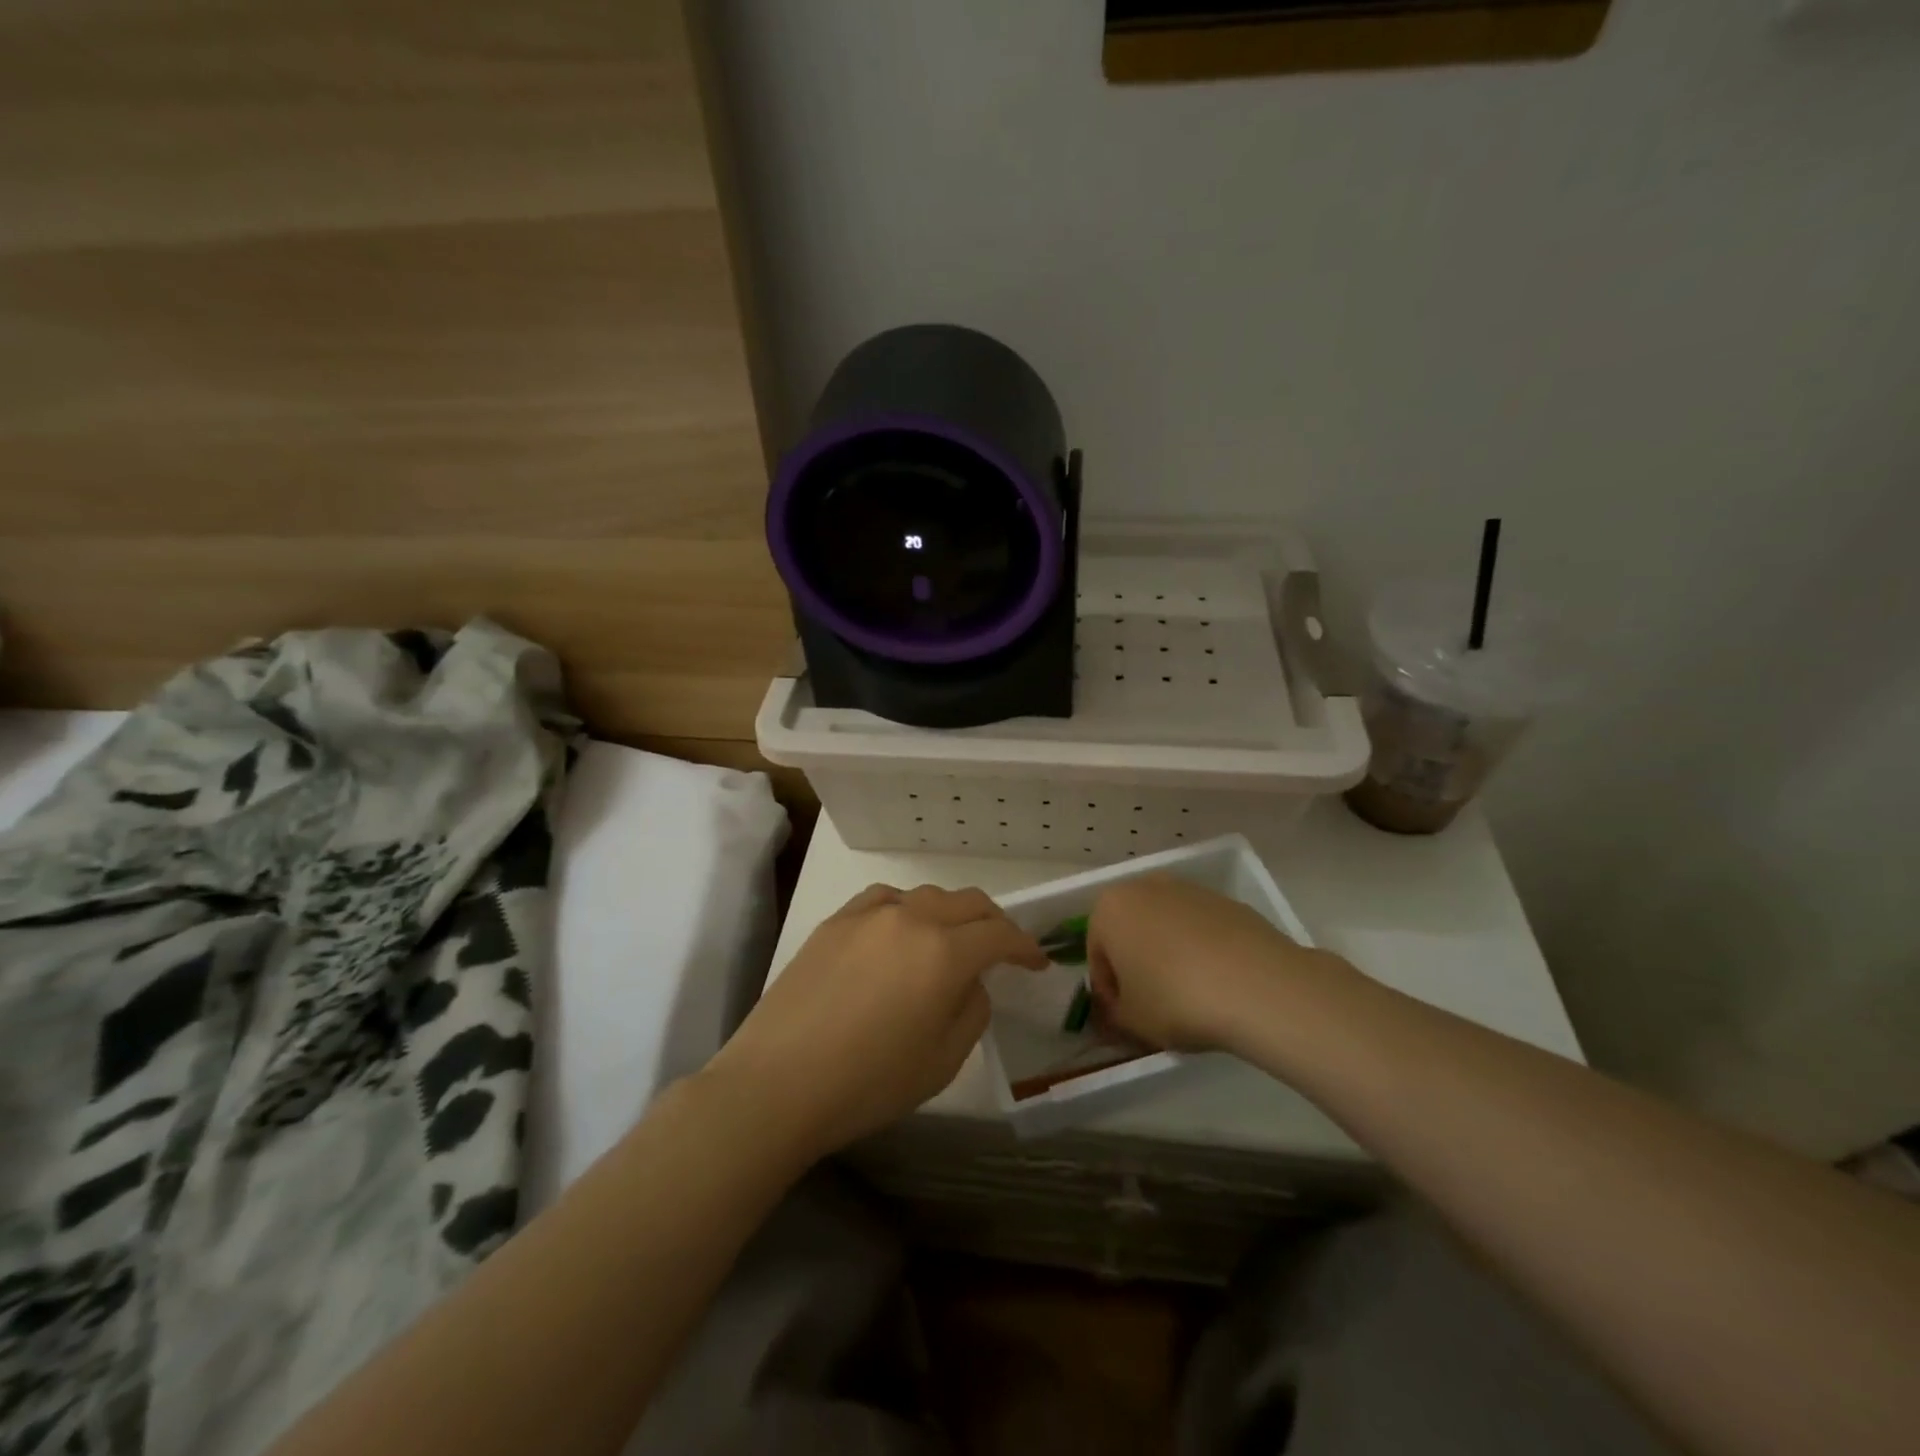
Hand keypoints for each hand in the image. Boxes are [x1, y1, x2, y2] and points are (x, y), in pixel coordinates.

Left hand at [705, 885, 1046, 1159]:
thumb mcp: (942, 1061)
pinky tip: (900, 931)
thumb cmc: (868, 1083)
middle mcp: (911, 919)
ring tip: (952, 940)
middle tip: (1004, 948)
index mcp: (944, 954)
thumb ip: (971, 1011)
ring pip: (927, 896)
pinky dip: (908, 909)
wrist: (777, 1083)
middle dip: (994, 923)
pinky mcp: (835, 921)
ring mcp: (869, 914)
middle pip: (968, 903)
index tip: (1036, 962)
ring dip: (951, 914)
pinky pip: (885, 900)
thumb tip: (970, 983)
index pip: (1000, 936)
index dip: (1025, 947)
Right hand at [1087, 874, 1329, 1052]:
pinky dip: (1202, 951)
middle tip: (1151, 1003)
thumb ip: (1114, 1013)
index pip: (1096, 952)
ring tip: (1189, 995)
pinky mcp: (1227, 902)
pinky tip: (1217, 984)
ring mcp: (1190, 890)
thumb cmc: (1175, 999)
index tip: (1123, 1016)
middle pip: (1131, 930)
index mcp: (1110, 908)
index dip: (1107, 989)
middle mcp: (1145, 887)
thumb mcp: (1131, 1021)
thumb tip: (1118, 1009)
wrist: (1257, 986)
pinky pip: (1201, 930)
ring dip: (1169, 955)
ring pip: (1166, 927)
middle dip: (1136, 964)